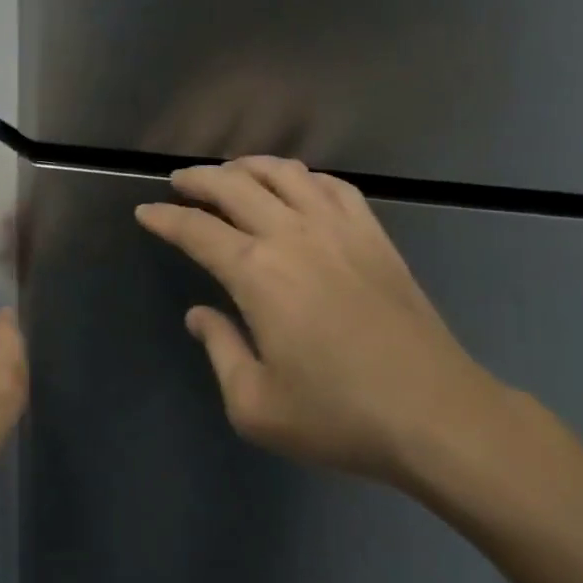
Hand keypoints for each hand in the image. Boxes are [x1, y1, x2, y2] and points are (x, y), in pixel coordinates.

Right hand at [135, 157, 502, 485]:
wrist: (437, 415)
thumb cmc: (340, 416)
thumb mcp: (256, 405)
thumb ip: (219, 350)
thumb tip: (199, 315)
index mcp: (256, 273)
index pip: (196, 230)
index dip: (165, 218)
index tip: (146, 212)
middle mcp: (291, 235)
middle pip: (233, 186)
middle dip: (198, 178)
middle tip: (179, 181)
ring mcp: (337, 228)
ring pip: (283, 173)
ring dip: (248, 166)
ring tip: (231, 173)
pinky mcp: (373, 234)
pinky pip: (332, 185)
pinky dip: (303, 176)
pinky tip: (296, 185)